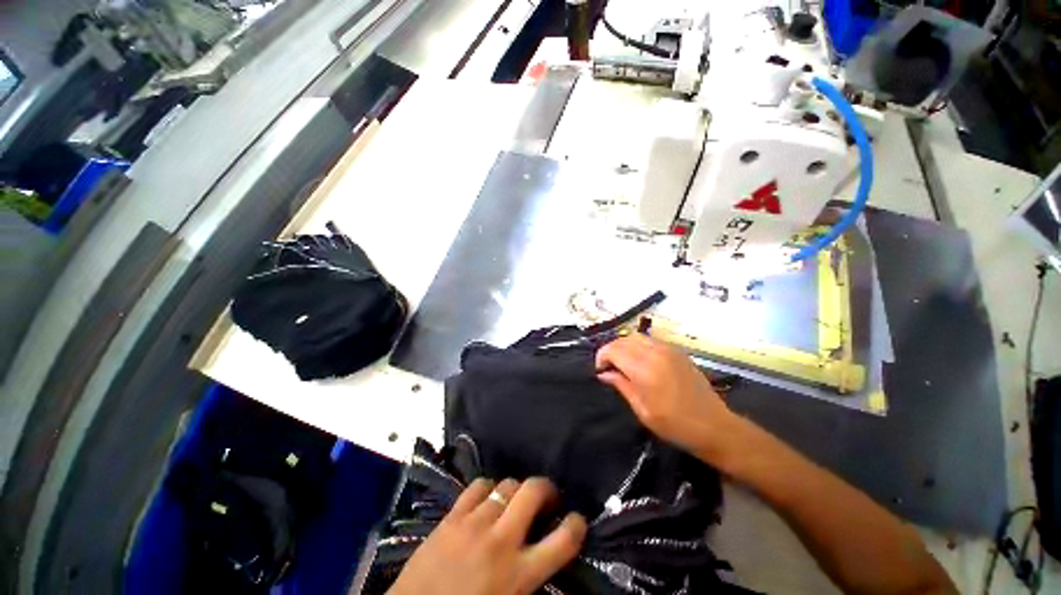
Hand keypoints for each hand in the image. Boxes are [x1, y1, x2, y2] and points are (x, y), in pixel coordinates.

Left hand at [388, 477, 586, 594]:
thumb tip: (544, 550)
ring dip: (516, 490)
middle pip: (533, 492)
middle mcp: (500, 541)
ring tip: (514, 500)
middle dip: (546, 489)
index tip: (577, 520)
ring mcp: (474, 524)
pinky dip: (488, 488)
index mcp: (519, 574)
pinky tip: (486, 499)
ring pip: (506, 485)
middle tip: (546, 498)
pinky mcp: (452, 517)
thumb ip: (530, 575)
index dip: (577, 525)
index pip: (563, 541)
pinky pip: (477, 487)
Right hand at [596, 334, 741, 462]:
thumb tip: (603, 373)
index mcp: (645, 370)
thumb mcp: (642, 410)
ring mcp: (668, 349)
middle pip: (623, 340)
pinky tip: (639, 360)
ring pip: (636, 337)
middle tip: (608, 367)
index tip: (600, 370)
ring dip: (624, 346)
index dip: (602, 357)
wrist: (715, 426)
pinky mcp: (677, 351)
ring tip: (622, 363)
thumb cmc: (675, 425)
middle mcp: (655, 353)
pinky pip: (650, 340)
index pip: (613, 350)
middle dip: (611, 350)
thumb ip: (621, 386)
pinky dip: (638, 345)